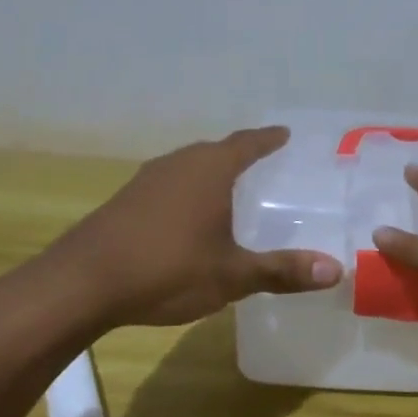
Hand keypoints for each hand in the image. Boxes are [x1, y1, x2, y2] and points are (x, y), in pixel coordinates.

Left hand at [49, 127, 341, 326]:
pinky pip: (170, 183)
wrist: (81, 283)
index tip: (285, 133)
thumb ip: (283, 270)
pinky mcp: (126, 199)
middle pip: (217, 150)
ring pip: (190, 166)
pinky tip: (189, 216)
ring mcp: (148, 180)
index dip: (268, 139)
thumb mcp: (232, 275)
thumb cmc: (166, 269)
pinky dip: (188, 190)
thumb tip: (336, 270)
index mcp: (210, 170)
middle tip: (265, 163)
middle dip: (241, 154)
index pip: (247, 143)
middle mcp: (179, 164)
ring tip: (230, 188)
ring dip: (212, 172)